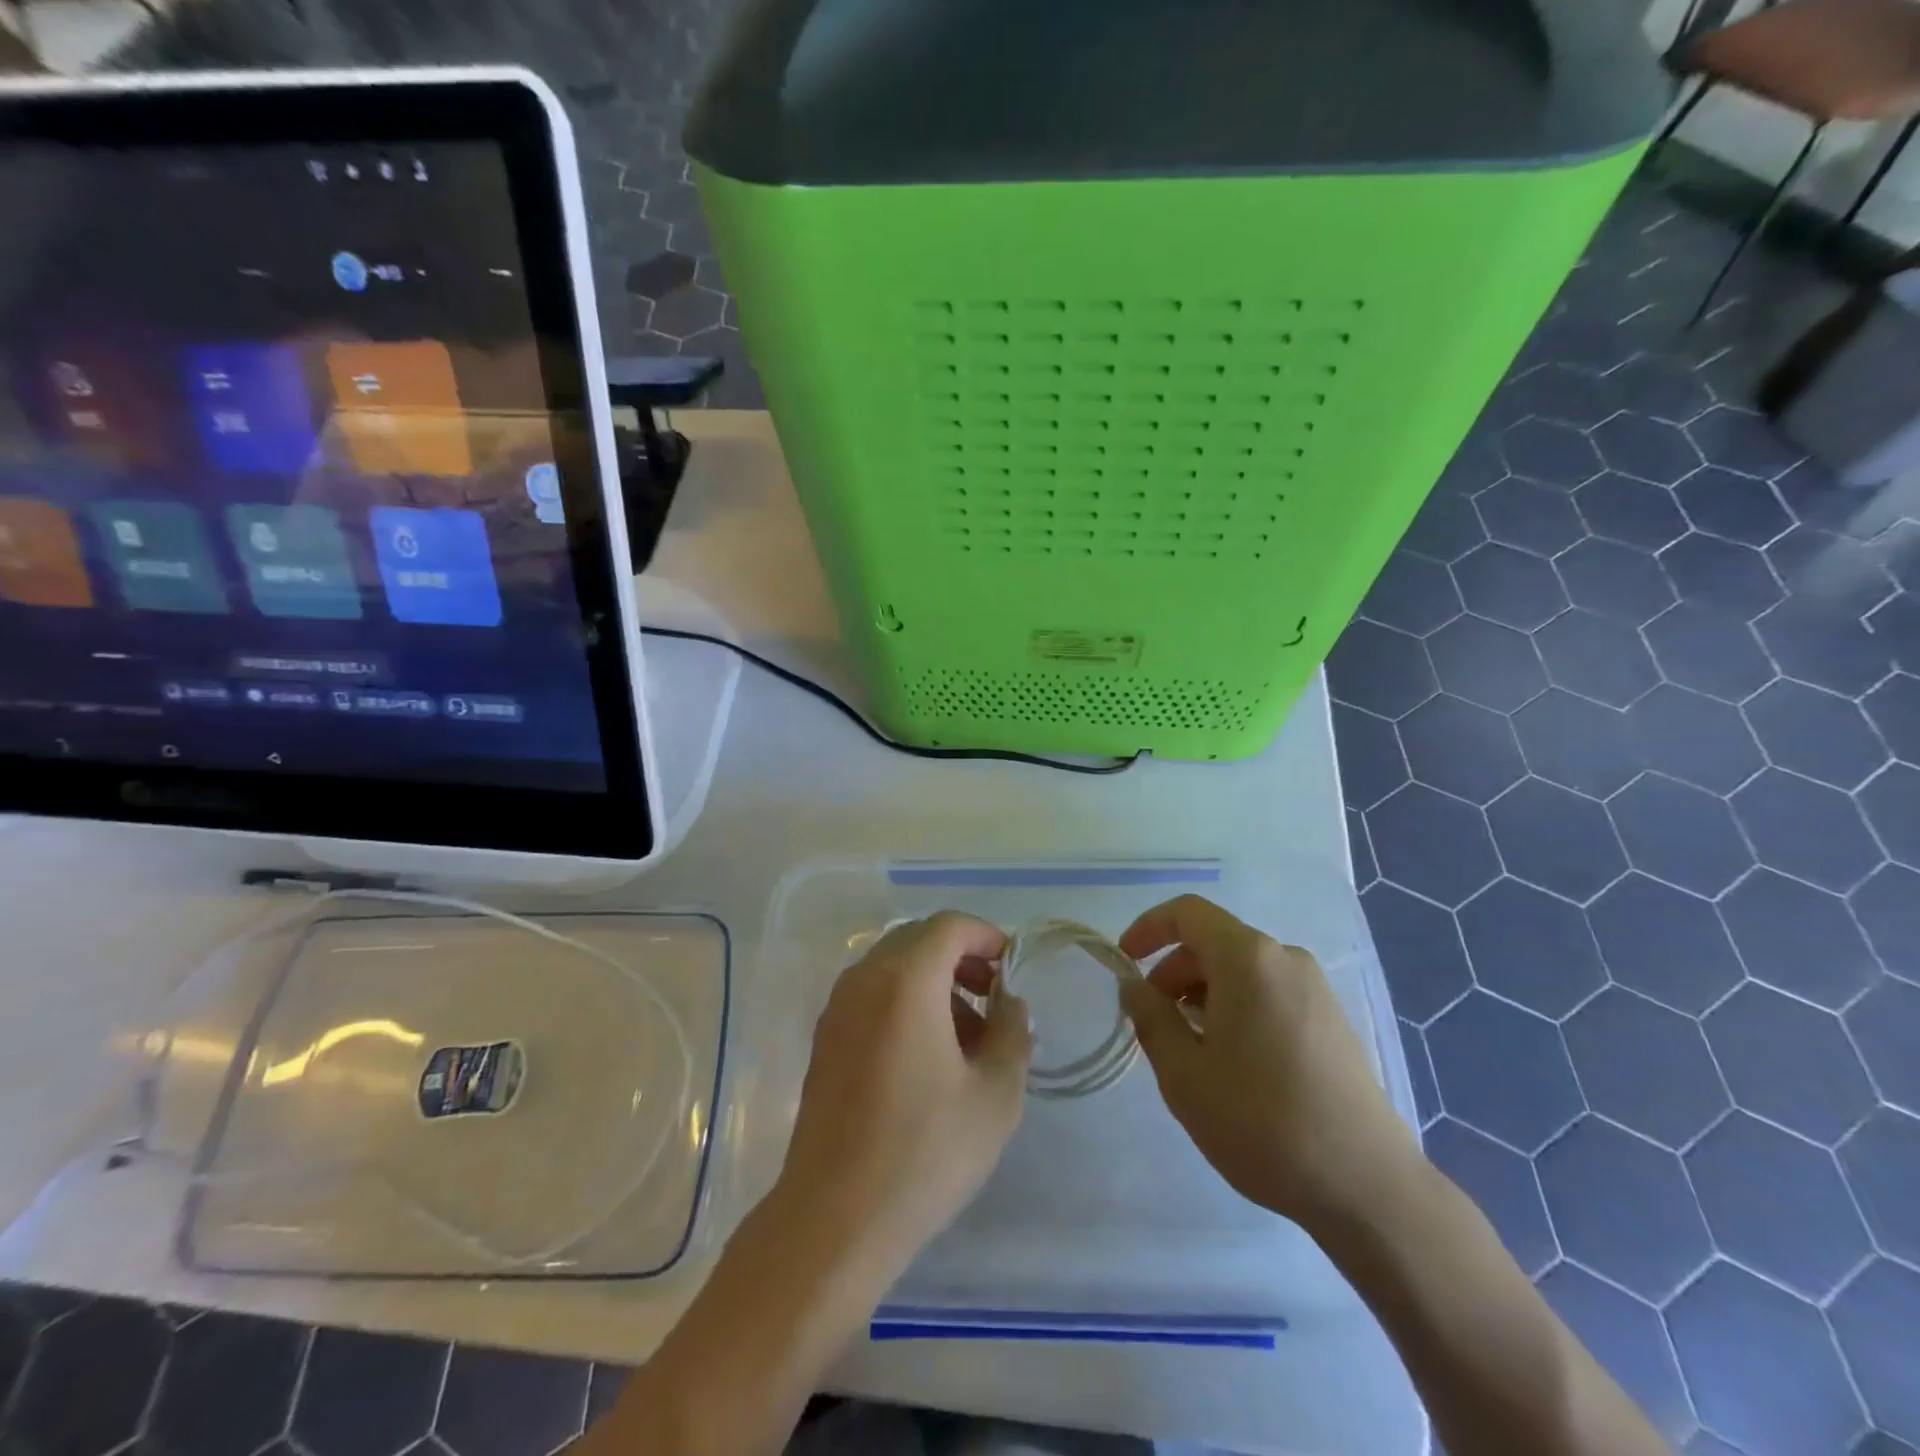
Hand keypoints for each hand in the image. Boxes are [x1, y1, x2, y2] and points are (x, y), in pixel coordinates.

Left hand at [774, 912, 1031, 1274]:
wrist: (834, 1219)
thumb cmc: (925, 1152)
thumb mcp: (995, 1095)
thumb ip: (1013, 1033)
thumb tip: (1009, 1003)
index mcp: (905, 980)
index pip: (949, 926)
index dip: (986, 935)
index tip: (1012, 968)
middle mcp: (864, 979)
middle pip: (918, 940)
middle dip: (961, 957)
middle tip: (994, 997)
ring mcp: (837, 1008)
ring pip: (893, 968)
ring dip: (934, 982)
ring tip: (968, 1036)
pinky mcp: (824, 1039)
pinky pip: (872, 995)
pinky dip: (905, 1002)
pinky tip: (928, 1056)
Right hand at [1118, 895, 1421, 1233]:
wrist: (1367, 1186)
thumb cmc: (1262, 1122)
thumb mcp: (1185, 1074)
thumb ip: (1150, 1018)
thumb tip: (1133, 986)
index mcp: (1248, 959)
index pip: (1187, 913)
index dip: (1148, 928)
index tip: (1124, 962)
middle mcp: (1285, 959)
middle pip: (1214, 942)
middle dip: (1173, 973)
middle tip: (1153, 1022)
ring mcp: (1315, 989)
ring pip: (1241, 971)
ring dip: (1203, 994)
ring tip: (1190, 1049)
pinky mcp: (1332, 1020)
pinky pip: (1268, 992)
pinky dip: (1236, 1008)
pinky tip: (1232, 1062)